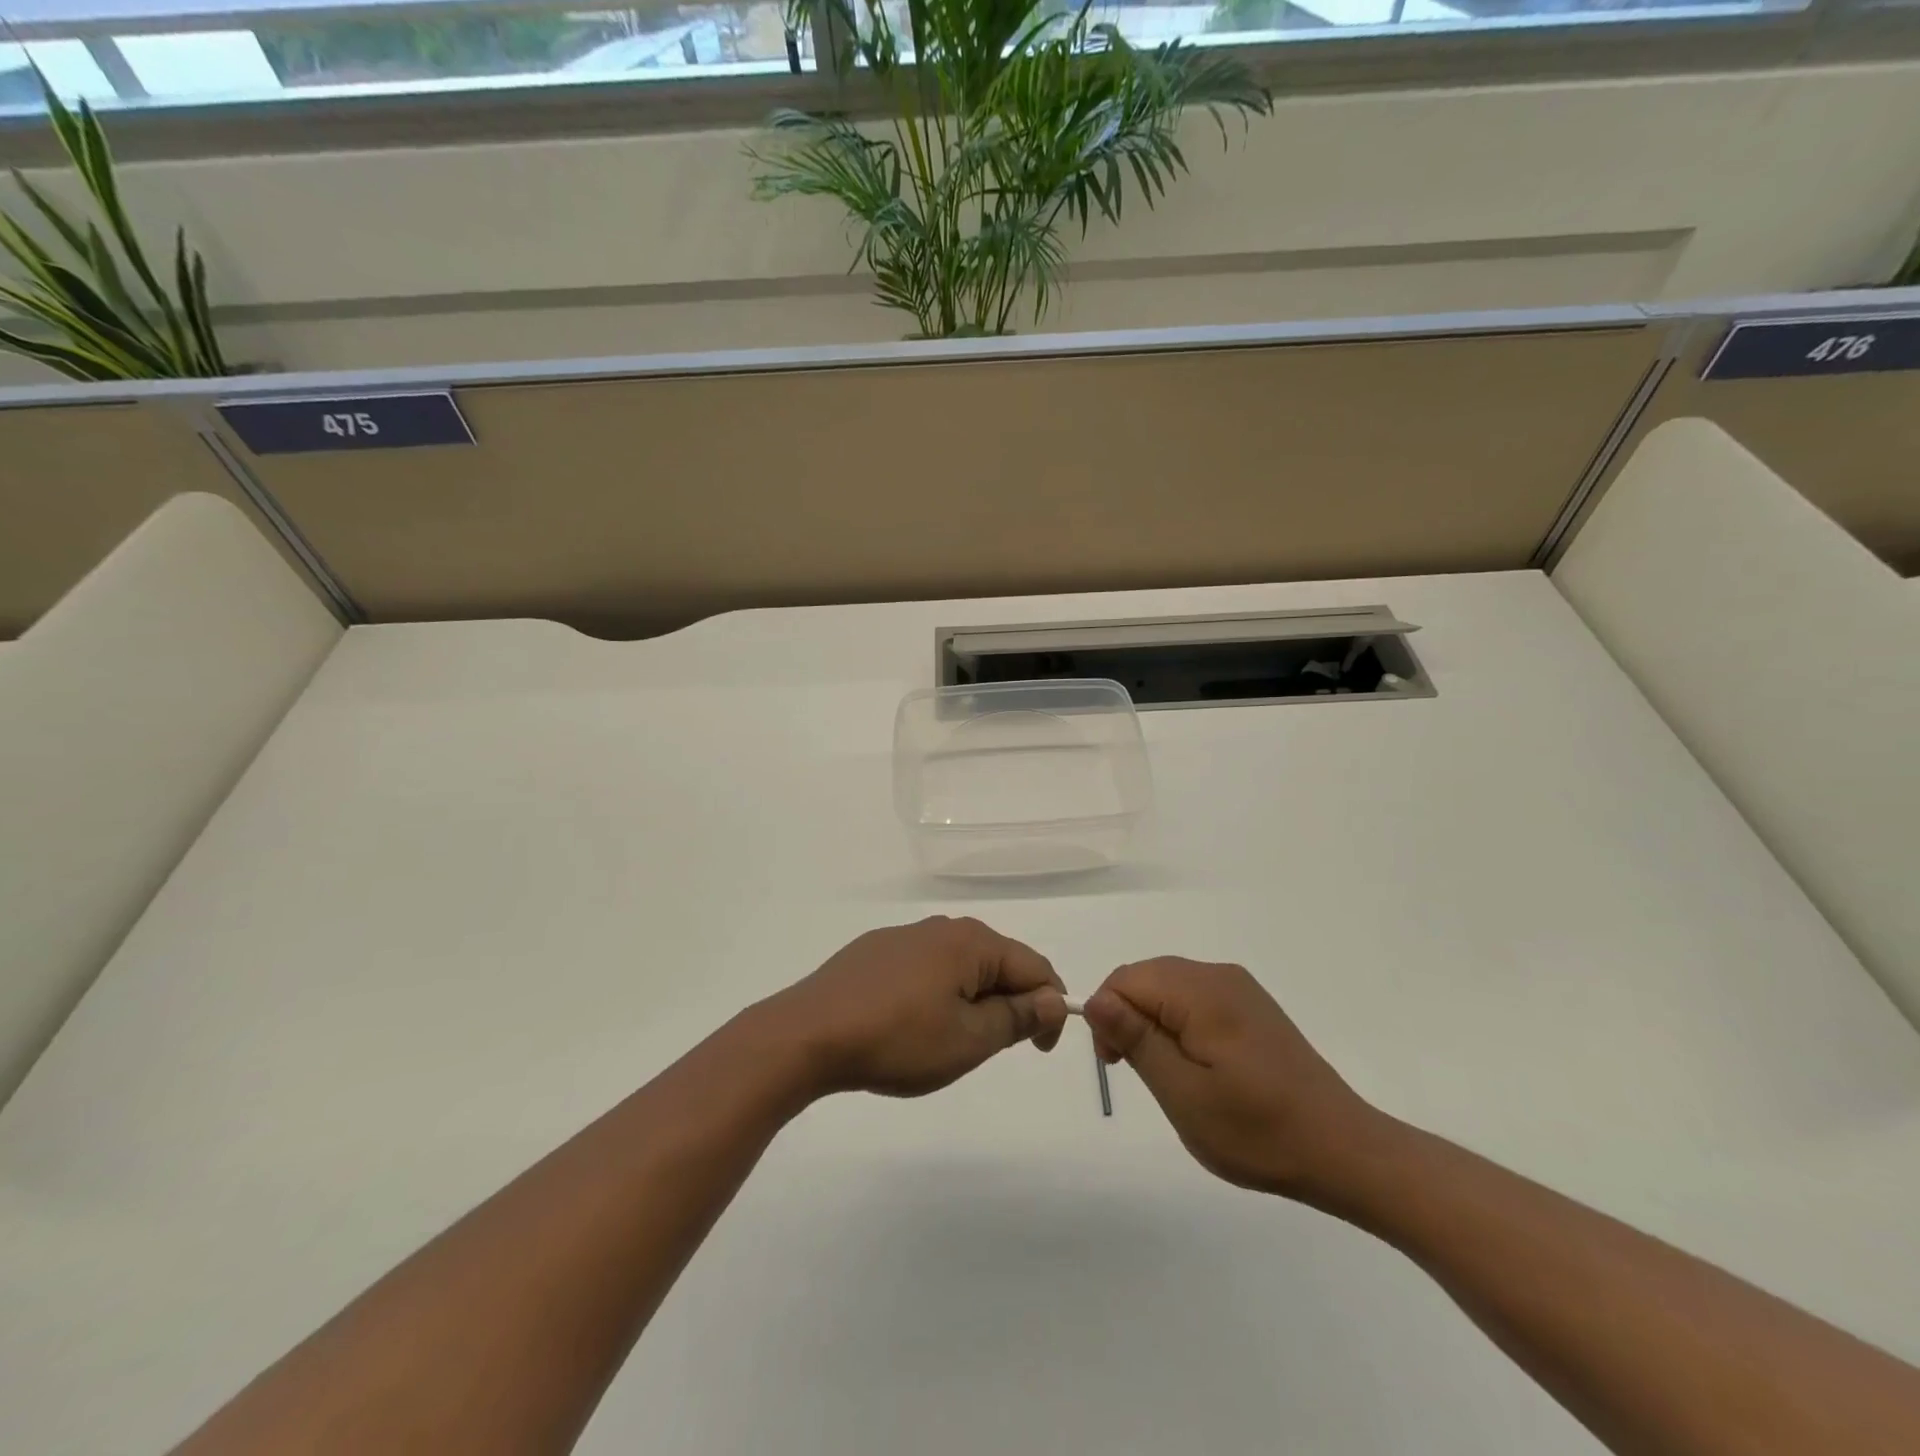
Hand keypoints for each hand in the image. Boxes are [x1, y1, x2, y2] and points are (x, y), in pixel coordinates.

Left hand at [770, 917, 1068, 1098]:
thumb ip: (1018, 1017)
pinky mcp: (875, 951)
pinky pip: (925, 967)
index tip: (1039, 1050)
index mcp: (972, 942)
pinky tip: (911, 1023)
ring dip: (972, 1000)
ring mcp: (905, 937)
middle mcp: (942, 927)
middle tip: (992, 1049)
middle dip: (1009, 1003)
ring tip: (951, 1041)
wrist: (808, 1034)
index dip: (1049, 1009)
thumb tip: (1054, 999)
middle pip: (997, 962)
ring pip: (960, 966)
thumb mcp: (969, 1040)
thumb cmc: (898, 1040)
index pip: (1035, 967)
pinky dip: (937, 993)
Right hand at [1085, 957, 1390, 1202]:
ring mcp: (1240, 989)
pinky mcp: (1252, 1006)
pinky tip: (1199, 1066)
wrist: (1343, 1151)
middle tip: (1139, 1074)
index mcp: (1201, 991)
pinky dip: (1180, 1024)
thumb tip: (1094, 999)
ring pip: (1170, 988)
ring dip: (1154, 1023)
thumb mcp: (1183, 1093)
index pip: (1125, 979)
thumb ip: (1136, 1039)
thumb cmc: (1258, 1131)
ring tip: (1171, 1077)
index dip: (1107, 1016)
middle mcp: (1219, 975)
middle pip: (1147, 978)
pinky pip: (1196, 999)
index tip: (1116, 1065)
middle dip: (1128, 1017)